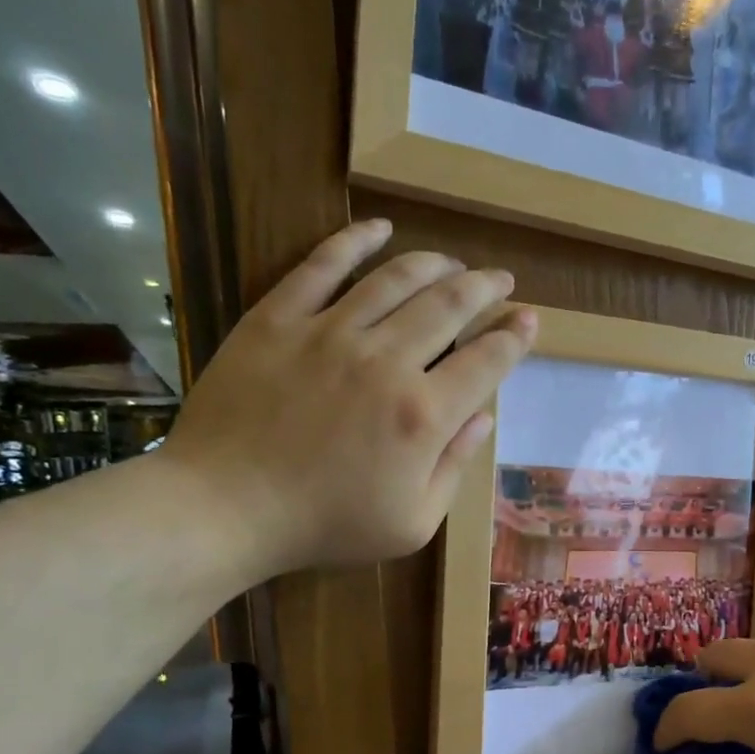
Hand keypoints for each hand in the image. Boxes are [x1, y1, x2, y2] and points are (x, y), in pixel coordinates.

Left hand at [159, 219, 534, 583]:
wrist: (226, 508)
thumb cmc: (326, 525)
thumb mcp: (413, 522)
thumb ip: (454, 465)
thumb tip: (483, 416)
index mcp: (424, 415)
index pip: (486, 361)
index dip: (514, 337)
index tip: (529, 320)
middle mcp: (386, 361)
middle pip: (449, 306)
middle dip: (485, 289)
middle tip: (501, 281)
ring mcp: (330, 332)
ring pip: (396, 279)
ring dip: (435, 264)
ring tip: (454, 262)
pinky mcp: (279, 318)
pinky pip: (323, 265)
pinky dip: (356, 240)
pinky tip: (379, 228)